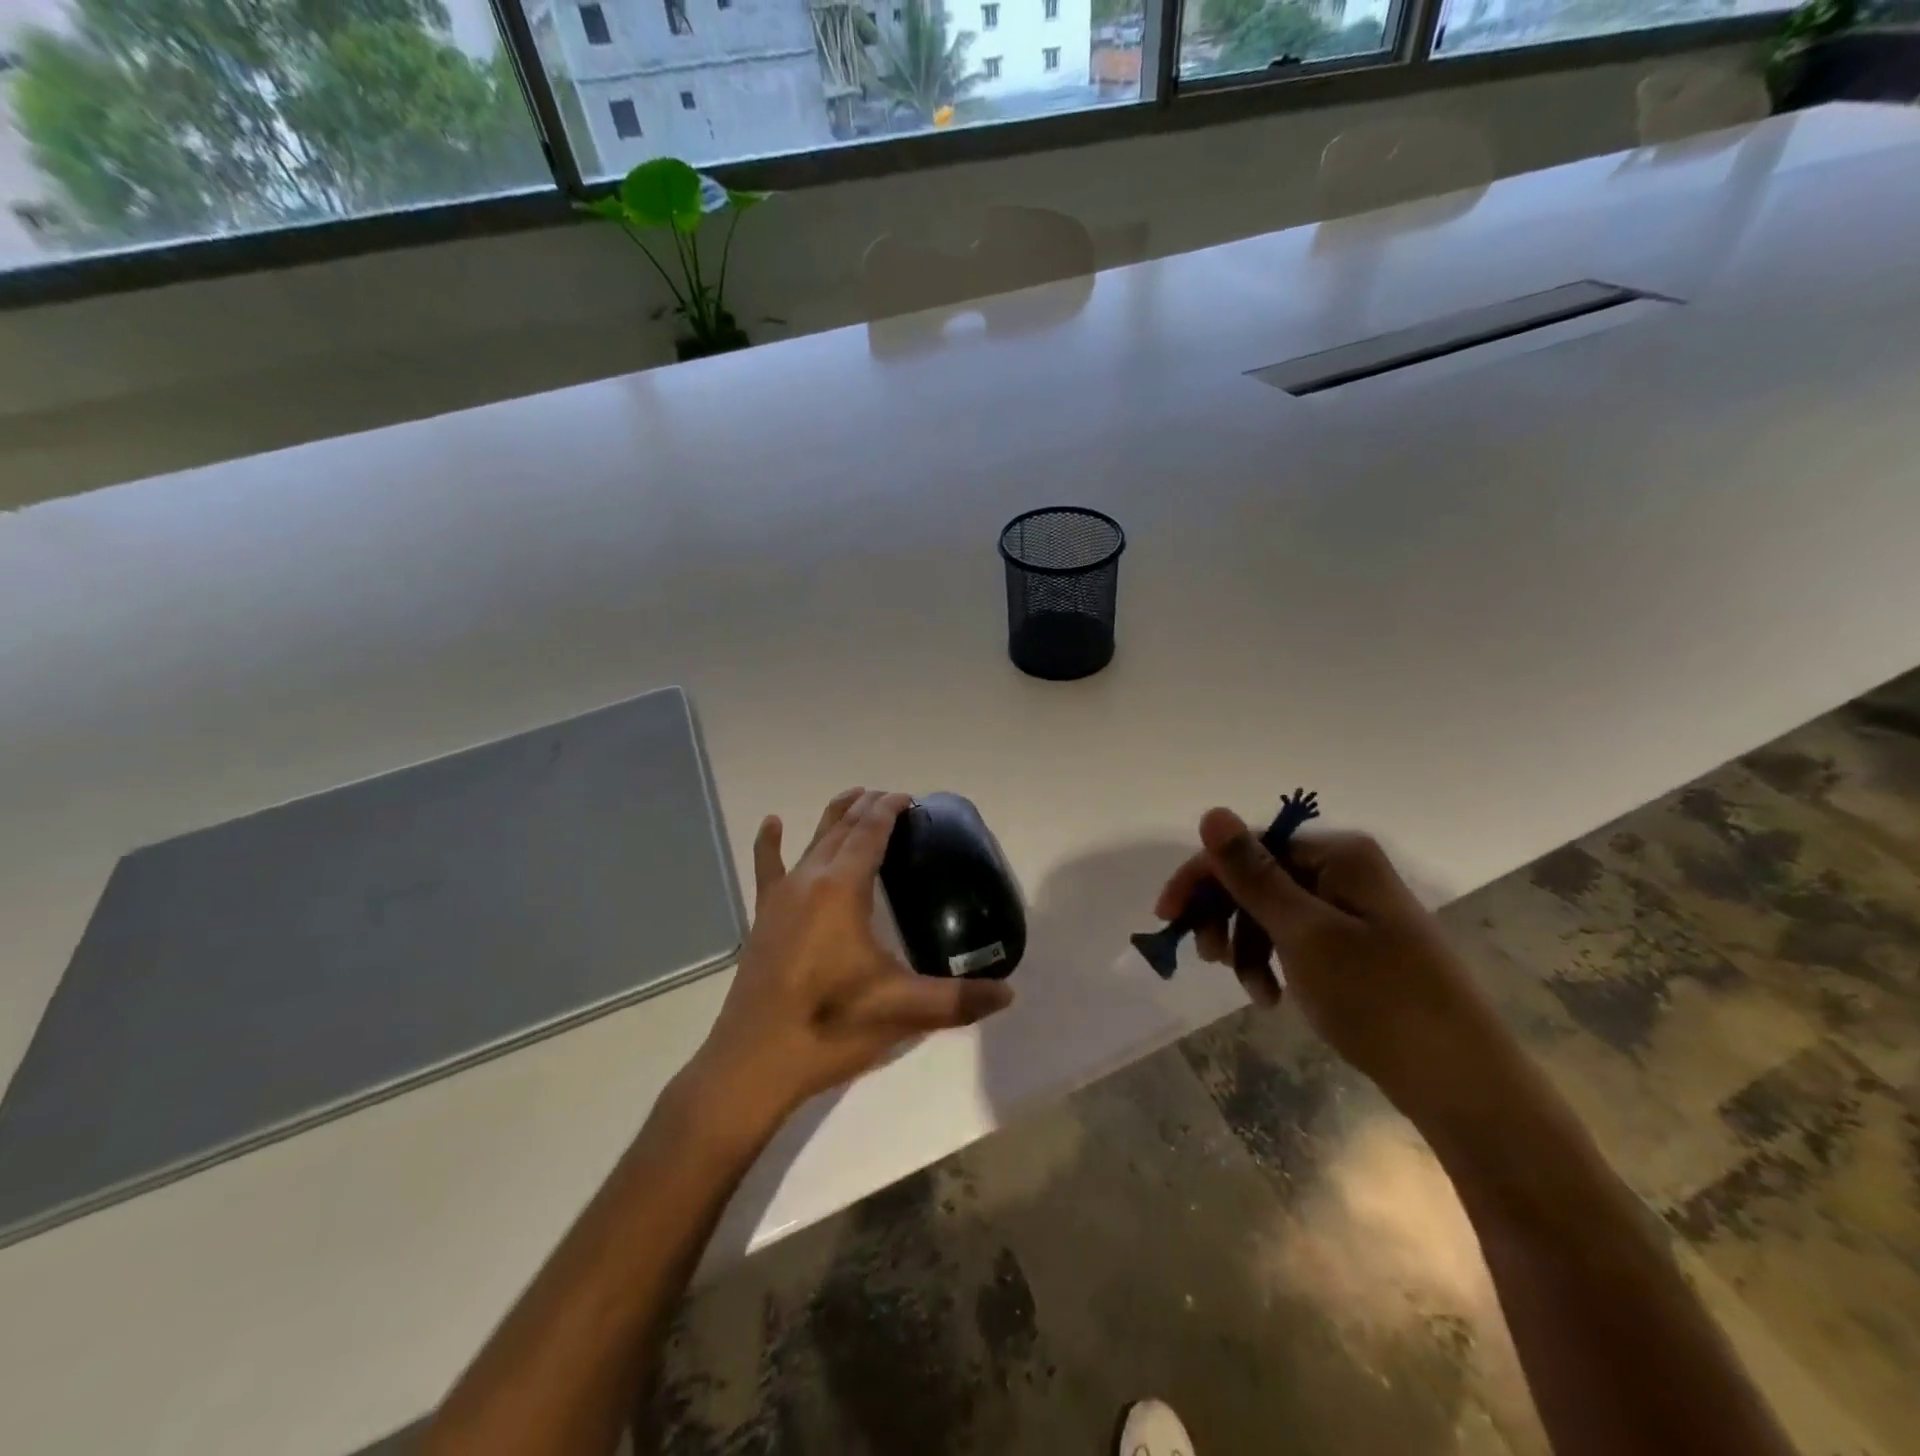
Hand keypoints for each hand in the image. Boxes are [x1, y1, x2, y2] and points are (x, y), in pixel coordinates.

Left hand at [686, 788, 1014, 1131]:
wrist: (753, 1063)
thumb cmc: (830, 1027)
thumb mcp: (901, 1010)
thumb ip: (959, 1000)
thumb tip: (1009, 995)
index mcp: (842, 888)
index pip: (870, 832)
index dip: (889, 809)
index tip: (909, 798)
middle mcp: (810, 879)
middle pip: (842, 828)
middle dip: (868, 807)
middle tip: (892, 799)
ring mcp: (781, 897)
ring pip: (812, 841)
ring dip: (834, 816)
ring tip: (854, 797)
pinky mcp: (763, 918)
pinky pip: (767, 868)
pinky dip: (771, 843)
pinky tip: (772, 822)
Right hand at [1155, 809, 1506, 1120]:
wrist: (1463, 1085)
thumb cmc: (1380, 1000)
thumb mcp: (1304, 934)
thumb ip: (1252, 874)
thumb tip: (1211, 812)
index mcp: (1339, 857)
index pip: (1249, 848)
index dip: (1203, 877)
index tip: (1167, 917)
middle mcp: (1345, 872)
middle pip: (1259, 879)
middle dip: (1225, 916)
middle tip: (1207, 958)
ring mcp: (1353, 911)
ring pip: (1272, 912)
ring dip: (1247, 947)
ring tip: (1250, 991)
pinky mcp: (1357, 947)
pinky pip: (1295, 939)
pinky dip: (1273, 963)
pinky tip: (1270, 998)